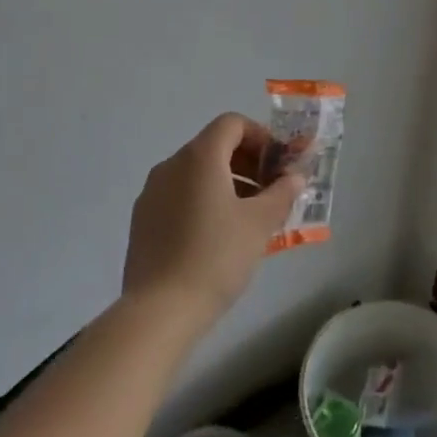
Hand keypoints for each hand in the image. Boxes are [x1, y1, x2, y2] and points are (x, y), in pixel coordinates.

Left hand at [122, 114, 304, 328]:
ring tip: (247, 217)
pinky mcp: (142, 221)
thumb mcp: (260, 224)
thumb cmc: (215, 257)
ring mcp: (151, 193)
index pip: (232, 124)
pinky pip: (179, 195)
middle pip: (214, 146)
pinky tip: (217, 237)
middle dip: (247, 162)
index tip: (277, 165)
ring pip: (196, 173)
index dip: (260, 137)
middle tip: (269, 191)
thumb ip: (282, 193)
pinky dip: (202, 201)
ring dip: (226, 183)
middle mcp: (171, 165)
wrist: (158, 312)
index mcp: (200, 157)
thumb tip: (295, 177)